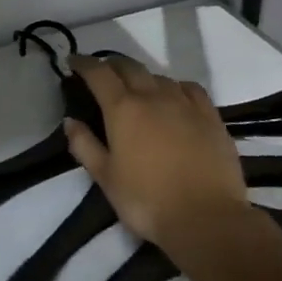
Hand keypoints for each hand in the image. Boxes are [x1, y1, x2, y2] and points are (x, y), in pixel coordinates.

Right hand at [63, 55, 250, 258]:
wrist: (207, 219)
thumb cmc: (147, 201)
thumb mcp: (105, 177)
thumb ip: (84, 145)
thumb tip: (70, 120)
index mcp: (123, 108)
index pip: (99, 73)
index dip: (83, 63)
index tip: (73, 61)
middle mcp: (153, 96)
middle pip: (129, 66)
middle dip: (112, 65)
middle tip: (102, 75)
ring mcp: (185, 104)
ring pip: (159, 76)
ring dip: (142, 77)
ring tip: (137, 89)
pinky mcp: (211, 117)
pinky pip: (190, 88)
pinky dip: (175, 86)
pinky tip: (175, 98)